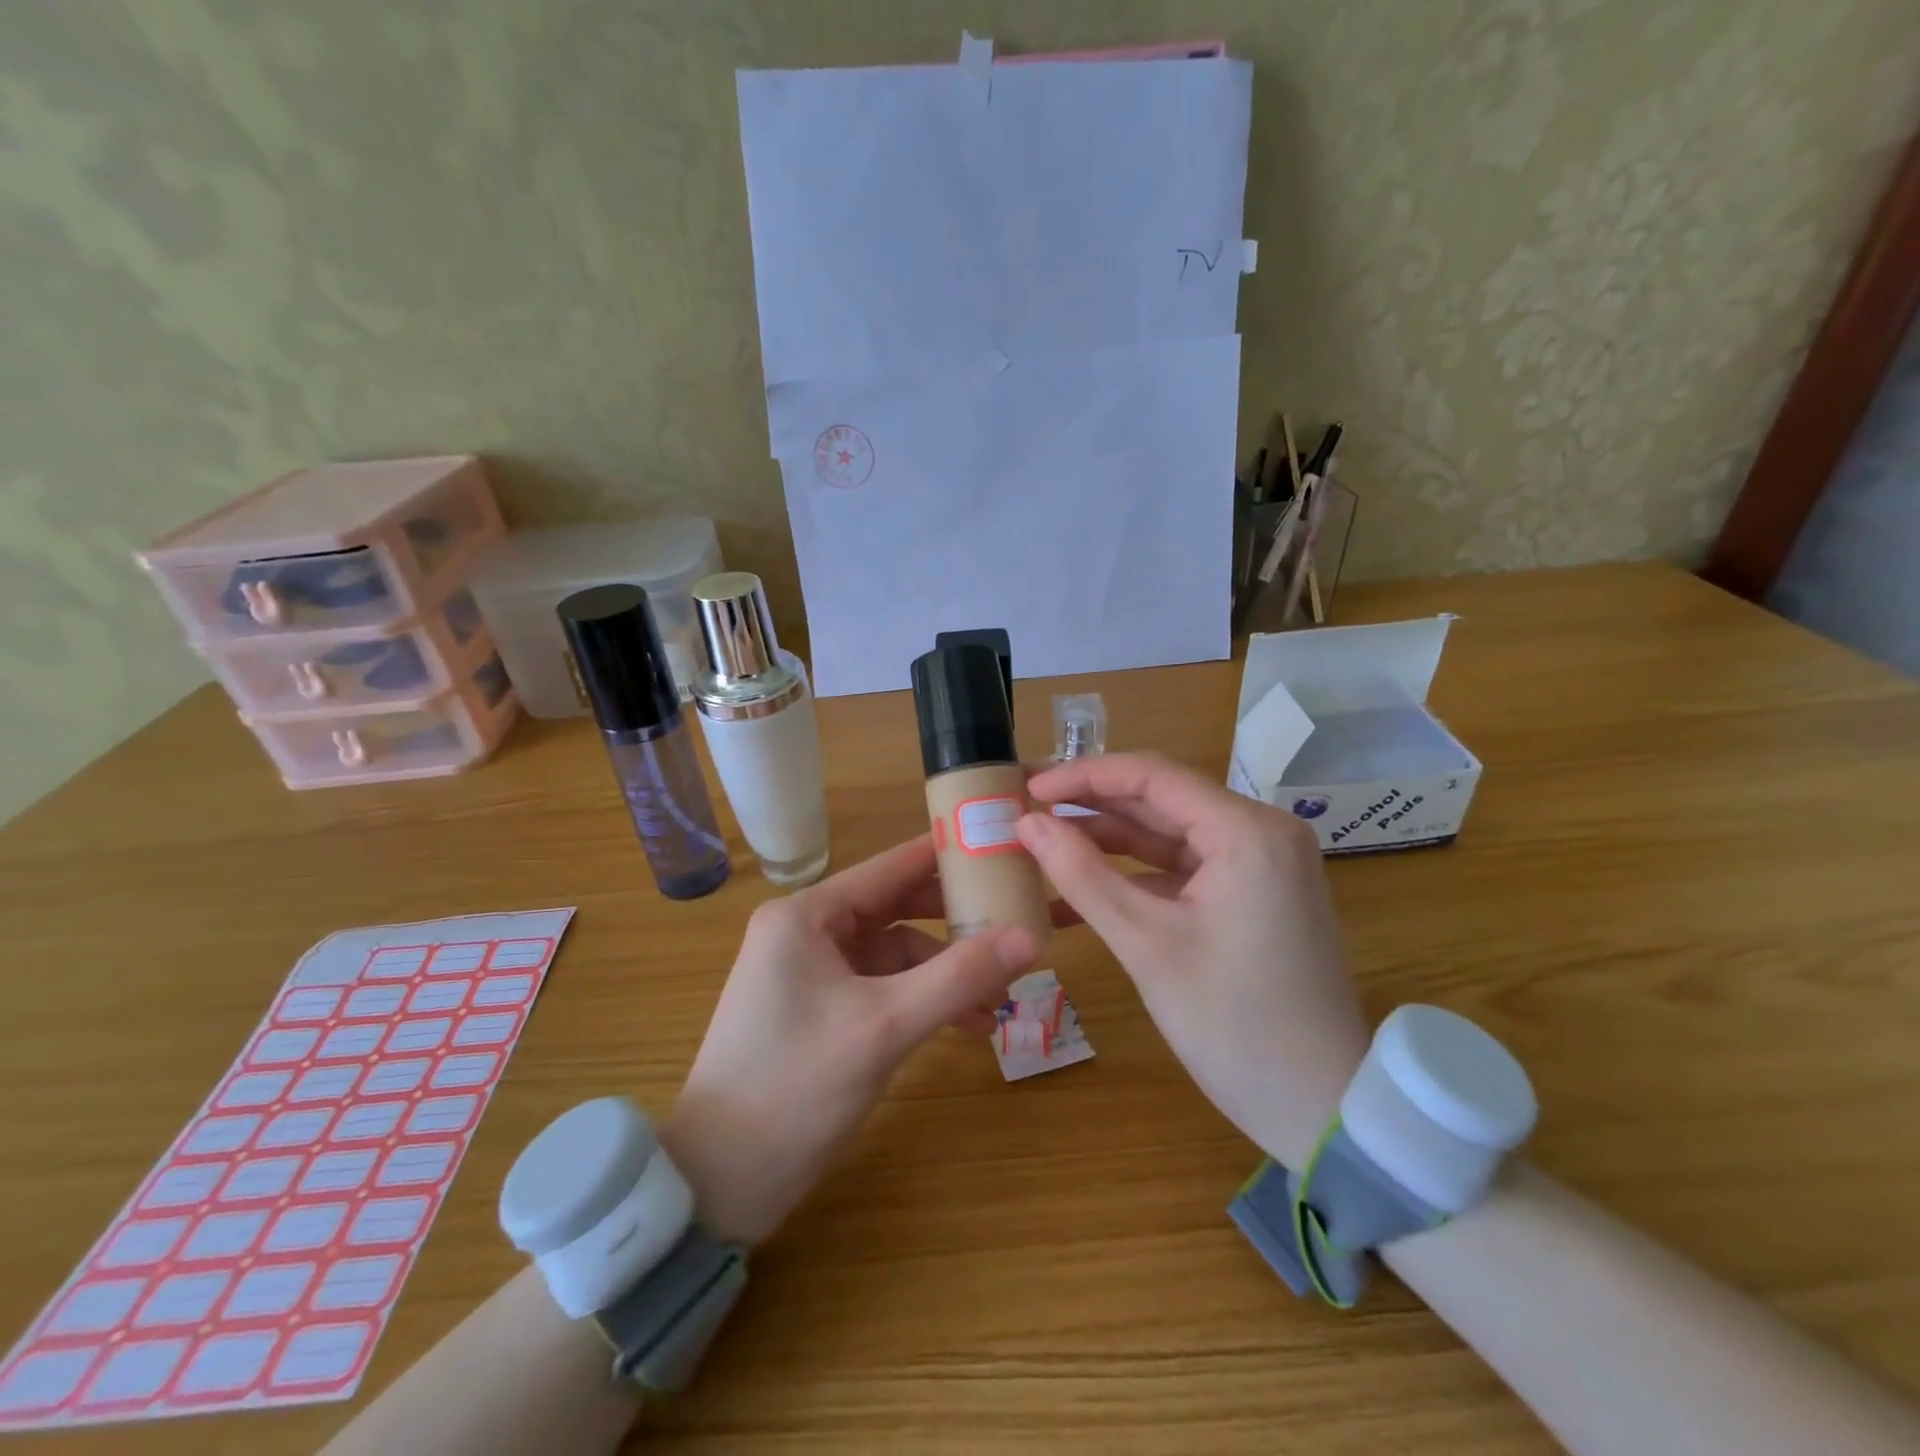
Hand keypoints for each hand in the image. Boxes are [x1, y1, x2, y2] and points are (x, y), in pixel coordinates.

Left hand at [662, 836, 1040, 1242]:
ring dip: (943, 971)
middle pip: (895, 908)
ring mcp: (810, 972)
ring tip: (998, 999)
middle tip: (1015, 921)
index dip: (948, 854)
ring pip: (893, 953)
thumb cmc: (795, 1088)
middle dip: (954, 922)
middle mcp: (806, 931)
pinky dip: (919, 999)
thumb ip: (959, 977)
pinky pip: (880, 987)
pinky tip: (963, 1024)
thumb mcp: (885, 1028)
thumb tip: (1032, 936)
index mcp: (807, 915)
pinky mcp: (817, 1010)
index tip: (1003, 844)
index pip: (891, 866)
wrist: (717, 1183)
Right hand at [1017, 752, 1370, 1168]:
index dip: (1083, 775)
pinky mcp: (1252, 894)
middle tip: (1026, 808)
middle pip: (1160, 801)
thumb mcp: (1146, 944)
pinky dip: (1135, 877)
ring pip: (1168, 835)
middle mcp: (1260, 831)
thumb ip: (1081, 875)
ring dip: (1107, 841)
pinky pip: (1183, 870)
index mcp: (1246, 830)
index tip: (1029, 788)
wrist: (1321, 1107)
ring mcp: (1260, 864)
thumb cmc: (1232, 1023)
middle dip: (1090, 806)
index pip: (1151, 776)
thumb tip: (1026, 822)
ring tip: (1041, 844)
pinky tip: (1080, 890)